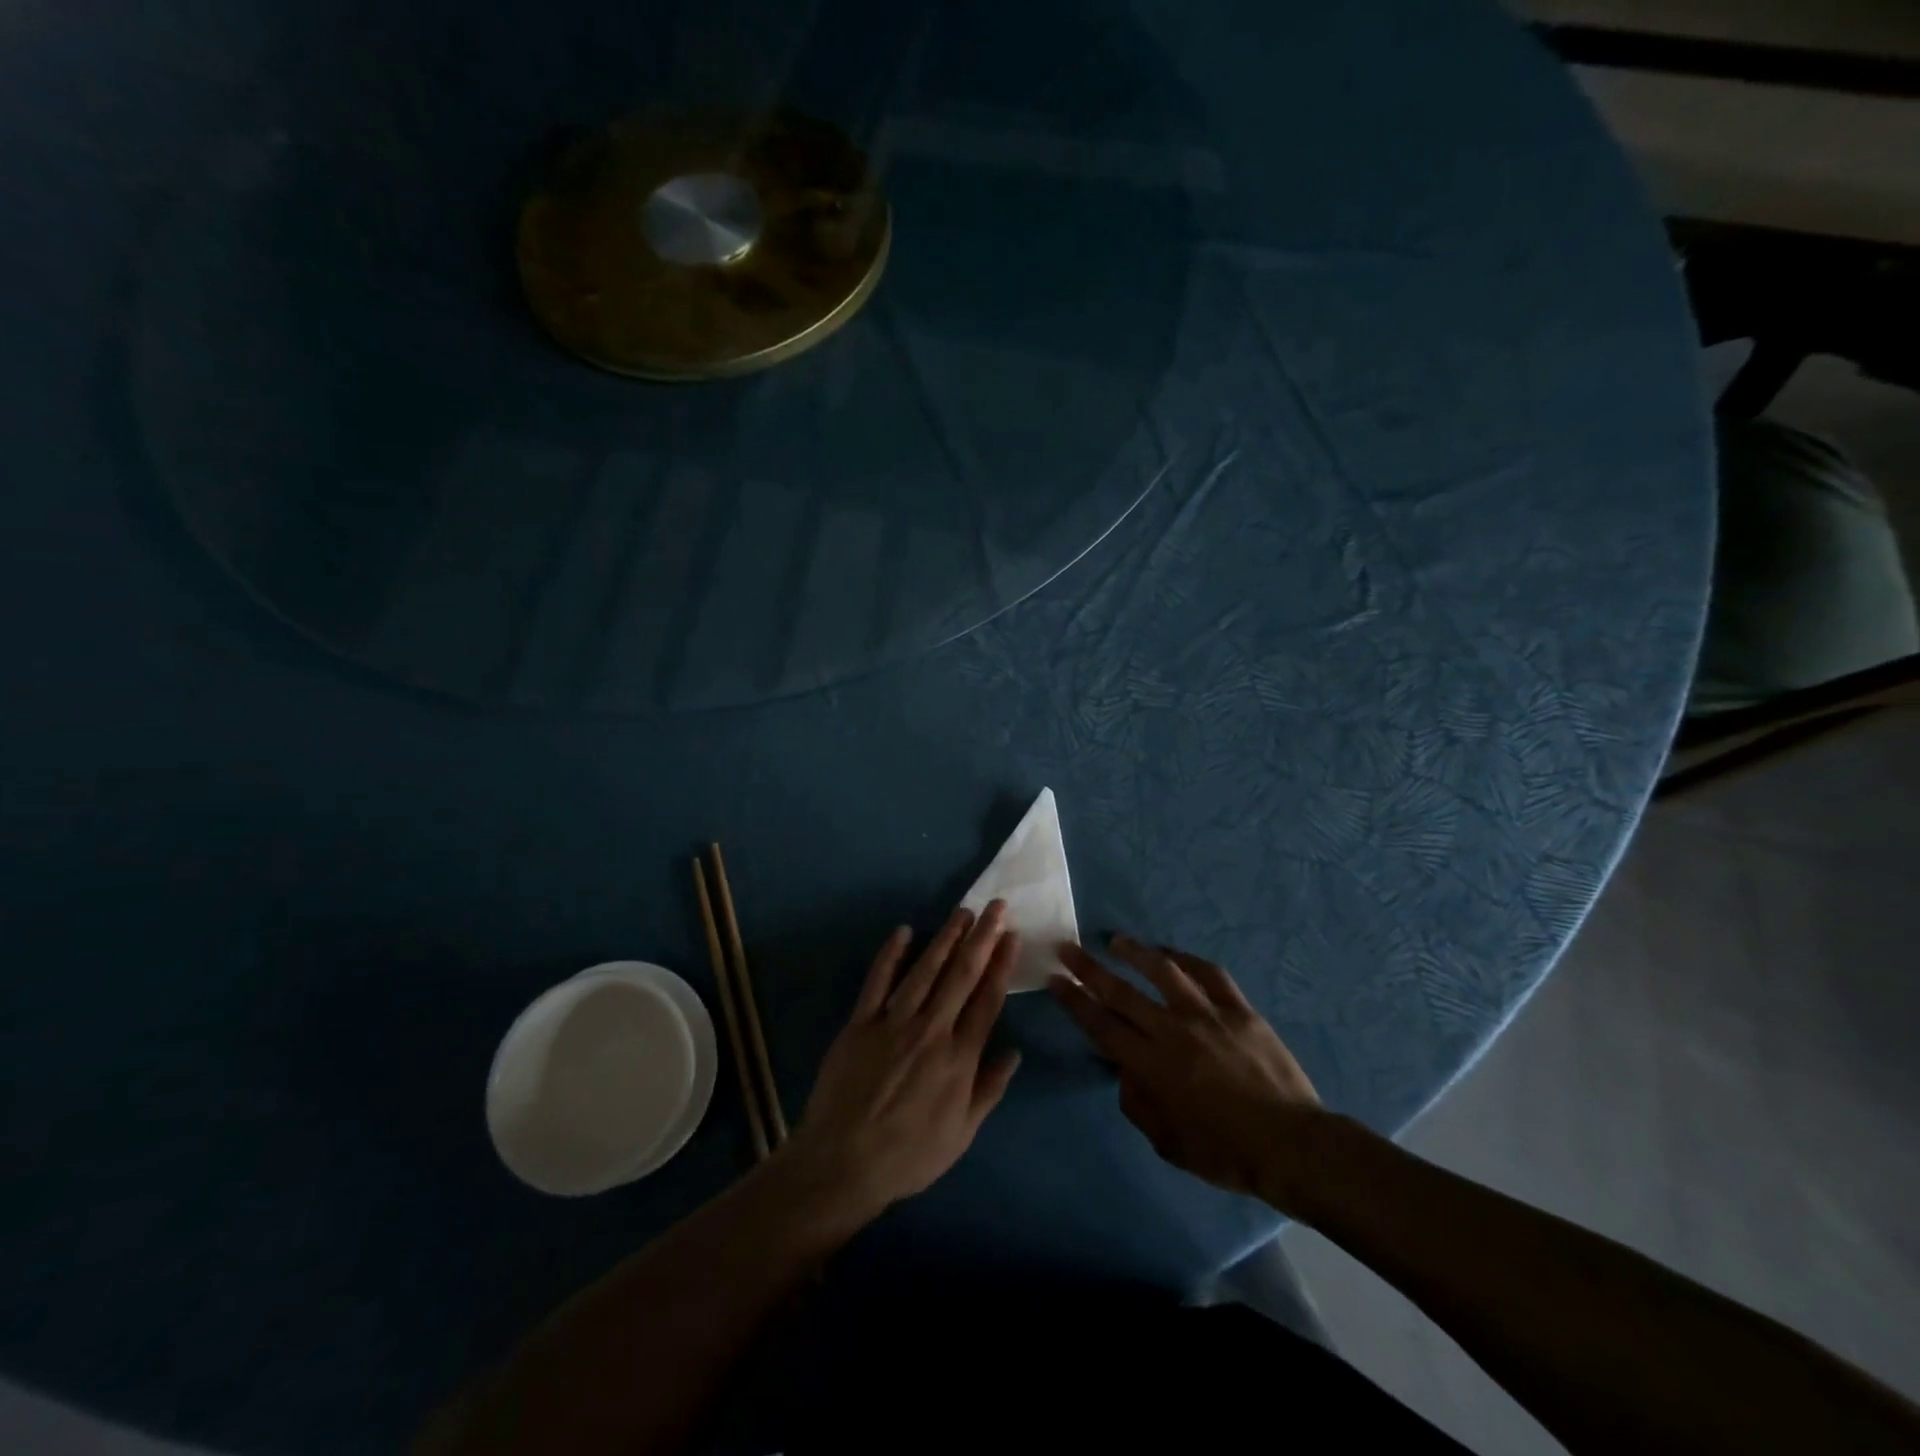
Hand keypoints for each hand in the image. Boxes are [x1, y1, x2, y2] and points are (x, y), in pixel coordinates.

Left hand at [788, 903, 1021, 1219]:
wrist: (843, 1163)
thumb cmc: (908, 1155)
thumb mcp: (961, 1134)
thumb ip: (989, 1089)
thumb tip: (1014, 1052)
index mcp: (959, 1059)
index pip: (987, 1001)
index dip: (1001, 965)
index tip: (1012, 936)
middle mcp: (931, 1032)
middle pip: (961, 976)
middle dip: (981, 938)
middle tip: (996, 907)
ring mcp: (893, 1023)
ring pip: (925, 971)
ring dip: (945, 938)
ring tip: (962, 912)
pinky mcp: (861, 1023)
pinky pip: (878, 981)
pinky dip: (890, 954)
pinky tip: (903, 931)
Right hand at [1052, 936, 1322, 1208]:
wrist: (1292, 1145)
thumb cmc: (1226, 1152)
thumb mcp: (1168, 1142)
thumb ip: (1138, 1104)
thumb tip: (1124, 1072)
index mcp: (1152, 1066)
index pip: (1101, 1025)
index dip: (1074, 1001)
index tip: (1055, 979)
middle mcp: (1173, 1031)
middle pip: (1121, 992)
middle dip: (1088, 969)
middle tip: (1067, 948)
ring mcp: (1208, 1015)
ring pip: (1164, 971)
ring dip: (1135, 952)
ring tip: (1115, 940)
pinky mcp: (1239, 1010)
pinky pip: (1210, 974)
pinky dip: (1188, 959)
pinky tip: (1172, 954)